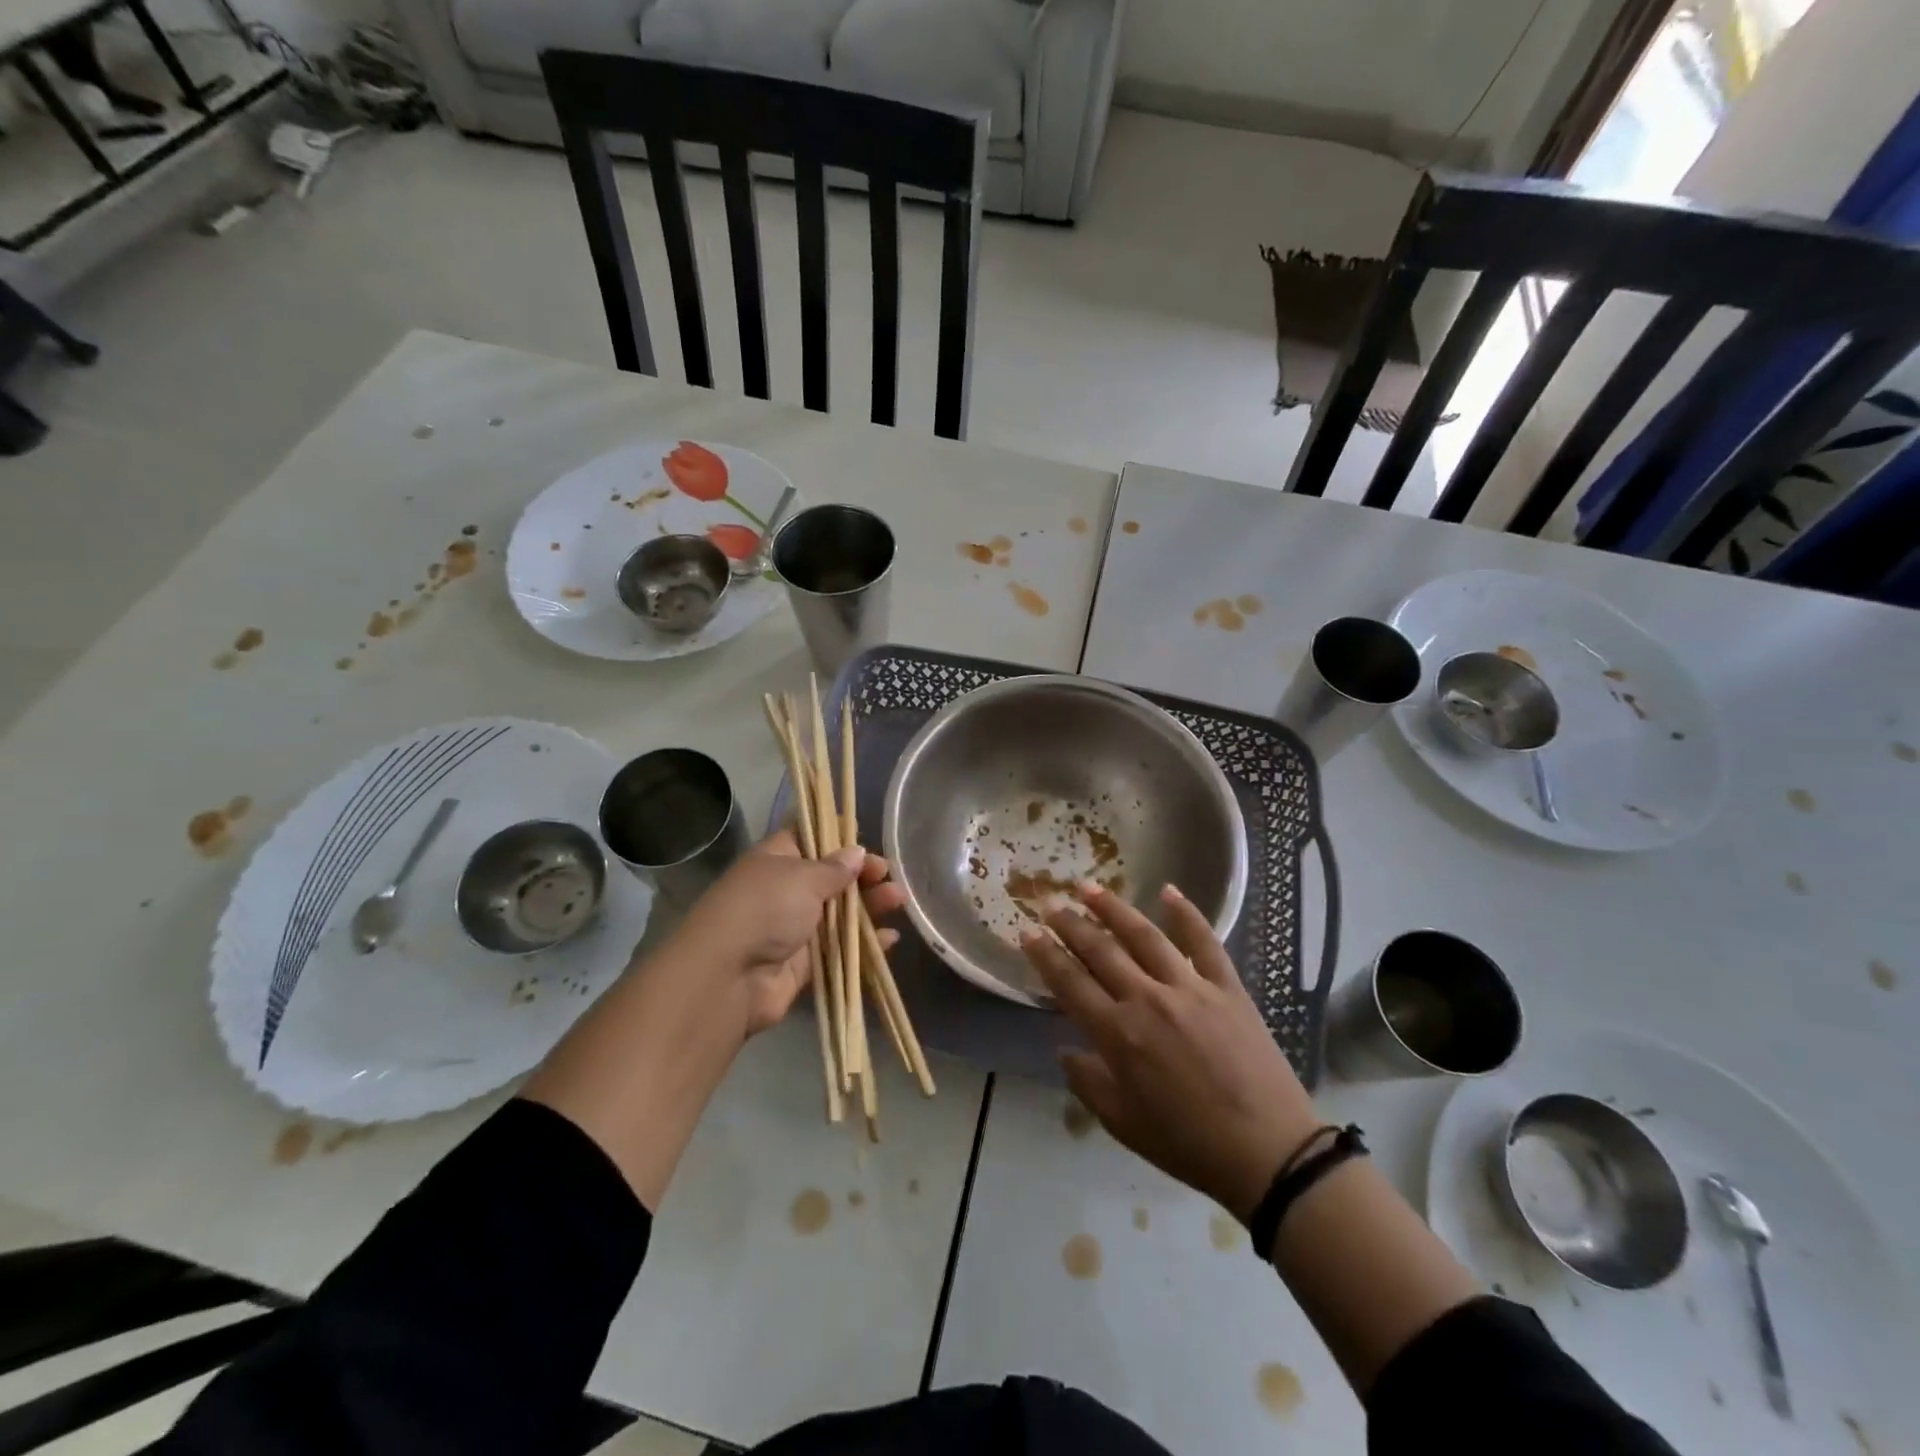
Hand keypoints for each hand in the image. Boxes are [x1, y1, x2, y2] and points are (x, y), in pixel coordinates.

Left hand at [667, 830, 904, 1038]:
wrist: (728, 978)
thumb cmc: (765, 910)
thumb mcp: (802, 877)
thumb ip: (834, 867)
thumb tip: (856, 852)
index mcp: (777, 860)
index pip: (809, 838)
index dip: (838, 837)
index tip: (866, 841)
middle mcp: (784, 891)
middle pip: (830, 878)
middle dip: (862, 875)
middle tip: (888, 876)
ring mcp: (793, 928)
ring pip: (839, 913)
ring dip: (870, 906)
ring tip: (899, 900)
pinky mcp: (804, 964)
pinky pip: (840, 949)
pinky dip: (865, 944)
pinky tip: (890, 939)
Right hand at [1020, 882, 1318, 1222]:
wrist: (1268, 1152)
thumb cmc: (1187, 1144)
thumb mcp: (1122, 1124)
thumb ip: (1087, 1082)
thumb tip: (1065, 1049)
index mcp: (1118, 1034)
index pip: (1070, 983)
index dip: (1046, 955)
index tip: (1028, 933)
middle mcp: (1148, 999)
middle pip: (1101, 950)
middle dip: (1071, 924)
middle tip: (1050, 903)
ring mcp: (1190, 987)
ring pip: (1143, 935)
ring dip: (1113, 908)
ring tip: (1090, 887)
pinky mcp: (1226, 987)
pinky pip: (1203, 942)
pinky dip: (1186, 914)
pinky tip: (1169, 890)